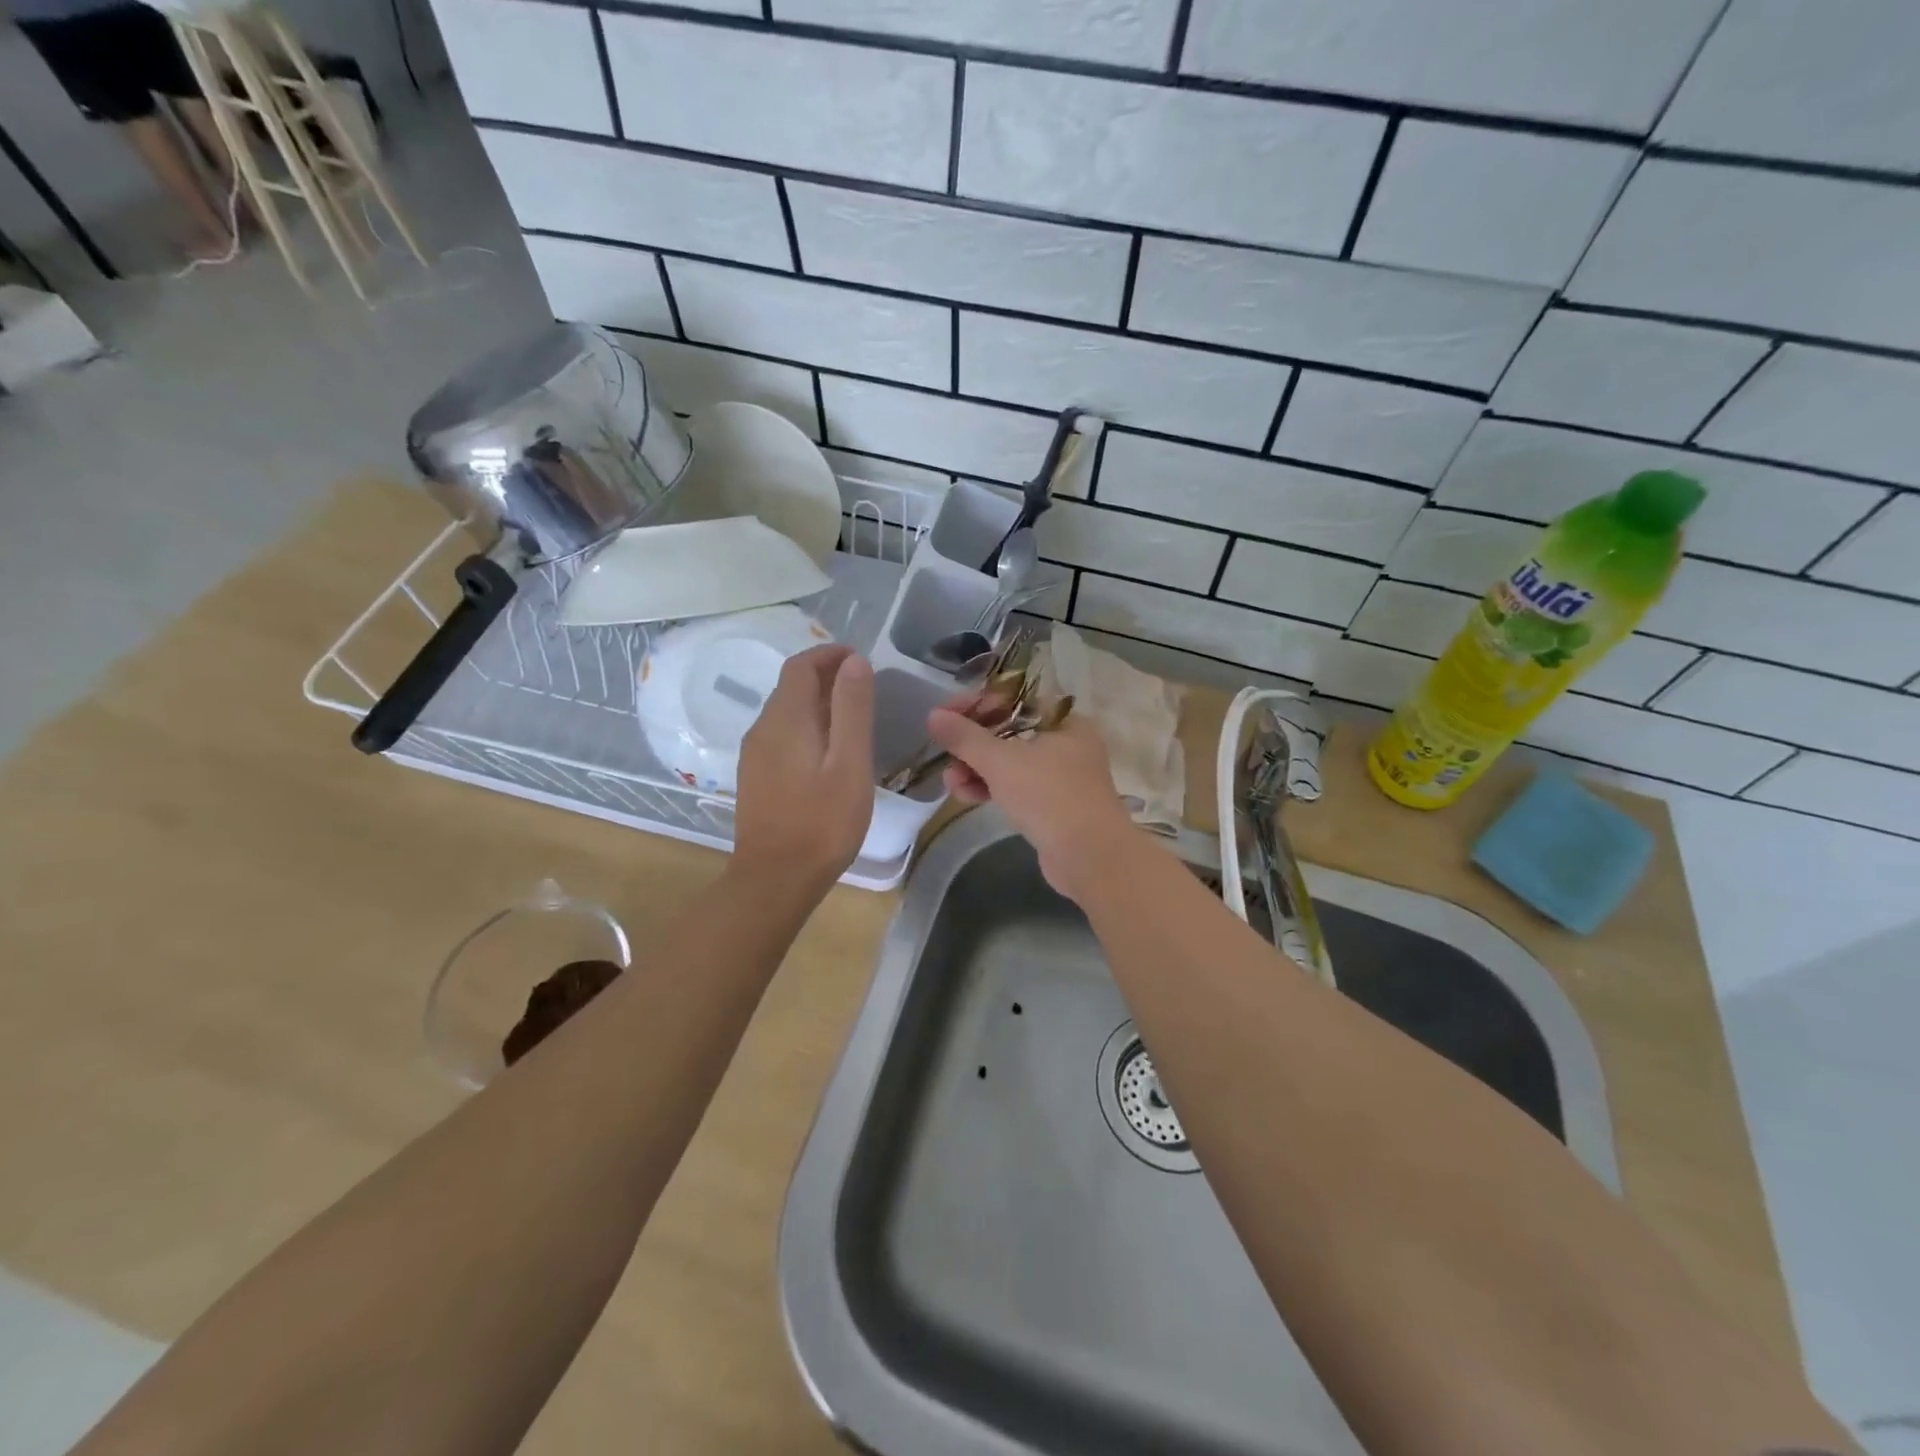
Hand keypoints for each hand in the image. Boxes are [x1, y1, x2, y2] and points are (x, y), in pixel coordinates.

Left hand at [734, 645, 874, 892]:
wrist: (775, 879)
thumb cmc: (822, 822)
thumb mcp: (849, 763)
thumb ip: (852, 709)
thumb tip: (854, 661)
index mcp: (785, 719)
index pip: (801, 666)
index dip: (829, 654)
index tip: (860, 659)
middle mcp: (762, 729)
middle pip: (791, 686)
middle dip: (825, 676)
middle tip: (864, 687)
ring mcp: (754, 755)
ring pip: (785, 712)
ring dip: (816, 702)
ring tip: (852, 717)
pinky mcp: (755, 777)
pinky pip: (781, 736)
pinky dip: (806, 726)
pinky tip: (828, 751)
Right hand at [926, 696, 1134, 899]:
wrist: (1091, 858)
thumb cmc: (1050, 797)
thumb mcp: (1002, 762)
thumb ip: (966, 738)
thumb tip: (934, 715)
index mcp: (1064, 722)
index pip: (1014, 700)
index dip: (976, 705)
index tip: (944, 717)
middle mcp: (1066, 744)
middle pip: (1008, 732)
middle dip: (972, 745)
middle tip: (945, 755)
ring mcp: (1061, 777)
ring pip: (1010, 763)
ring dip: (976, 769)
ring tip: (951, 783)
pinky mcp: (1053, 806)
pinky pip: (1016, 787)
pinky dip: (992, 788)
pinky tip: (966, 797)